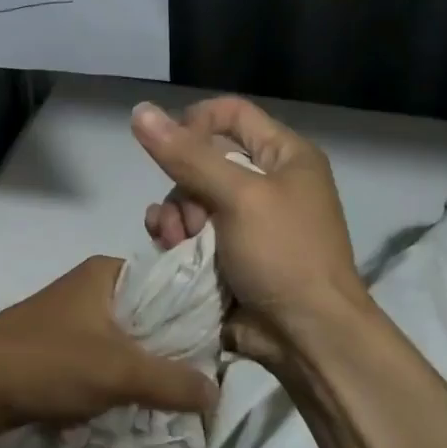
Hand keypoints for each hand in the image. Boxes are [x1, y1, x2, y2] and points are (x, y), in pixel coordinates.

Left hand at [0, 255, 217, 438]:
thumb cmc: (49, 361)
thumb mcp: (120, 371)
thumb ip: (173, 382)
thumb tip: (217, 394)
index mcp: (107, 272)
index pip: (169, 281)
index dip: (197, 311)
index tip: (222, 344)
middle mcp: (90, 287)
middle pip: (148, 314)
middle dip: (171, 347)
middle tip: (202, 377)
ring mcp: (70, 316)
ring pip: (125, 339)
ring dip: (144, 367)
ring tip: (175, 395)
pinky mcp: (56, 345)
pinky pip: (101, 357)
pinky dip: (117, 377)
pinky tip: (134, 402)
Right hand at [131, 97, 369, 364]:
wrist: (306, 336)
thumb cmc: (285, 255)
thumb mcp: (240, 198)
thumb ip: (188, 156)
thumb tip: (140, 111)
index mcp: (284, 155)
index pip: (230, 113)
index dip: (195, 123)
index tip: (169, 148)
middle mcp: (265, 181)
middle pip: (202, 159)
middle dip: (183, 187)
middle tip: (190, 220)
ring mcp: (244, 220)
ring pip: (188, 197)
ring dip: (174, 216)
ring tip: (177, 242)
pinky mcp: (225, 252)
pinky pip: (187, 230)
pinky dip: (173, 236)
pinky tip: (167, 248)